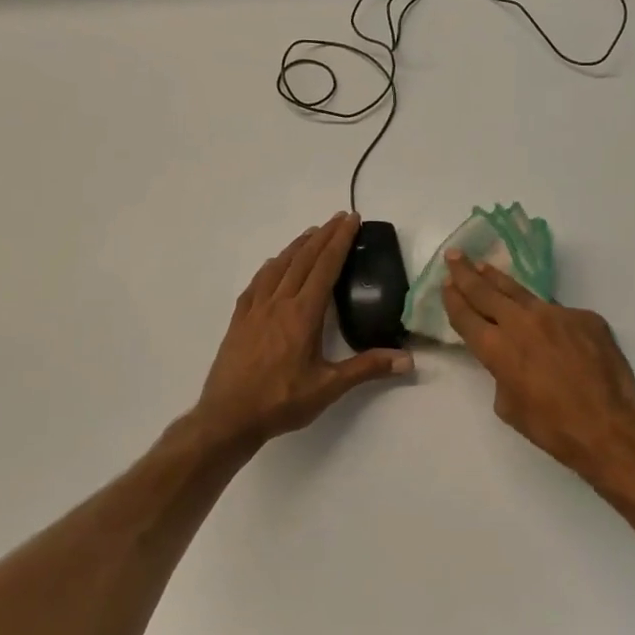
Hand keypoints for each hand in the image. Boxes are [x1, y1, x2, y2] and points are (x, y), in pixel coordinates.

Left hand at [192, 213, 412, 450]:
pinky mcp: (239, 320)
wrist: (227, 418)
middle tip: (339, 217)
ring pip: (278, 267)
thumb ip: (367, 368)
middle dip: (323, 235)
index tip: (351, 220)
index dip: (340, 241)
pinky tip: (273, 265)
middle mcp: (279, 303)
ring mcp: (255, 309)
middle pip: (303, 259)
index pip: (325, 267)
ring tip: (311, 233)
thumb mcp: (328, 387)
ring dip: (297, 246)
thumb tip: (407, 359)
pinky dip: (270, 267)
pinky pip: (257, 283)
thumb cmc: (281, 402)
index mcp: (303, 314)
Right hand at [442, 252, 634, 485]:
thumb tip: (512, 360)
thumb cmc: (553, 427)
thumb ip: (502, 374)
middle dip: (467, 273)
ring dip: (499, 280)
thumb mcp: (509, 406)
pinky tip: (550, 327)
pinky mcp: (586, 317)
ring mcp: (557, 314)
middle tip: (455, 256)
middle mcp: (522, 322)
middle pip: (487, 292)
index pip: (466, 316)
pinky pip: (560, 313)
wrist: (609, 426)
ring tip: (485, 266)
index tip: (446, 284)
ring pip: (521, 292)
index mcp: (498, 348)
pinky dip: (548, 317)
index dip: (453, 299)